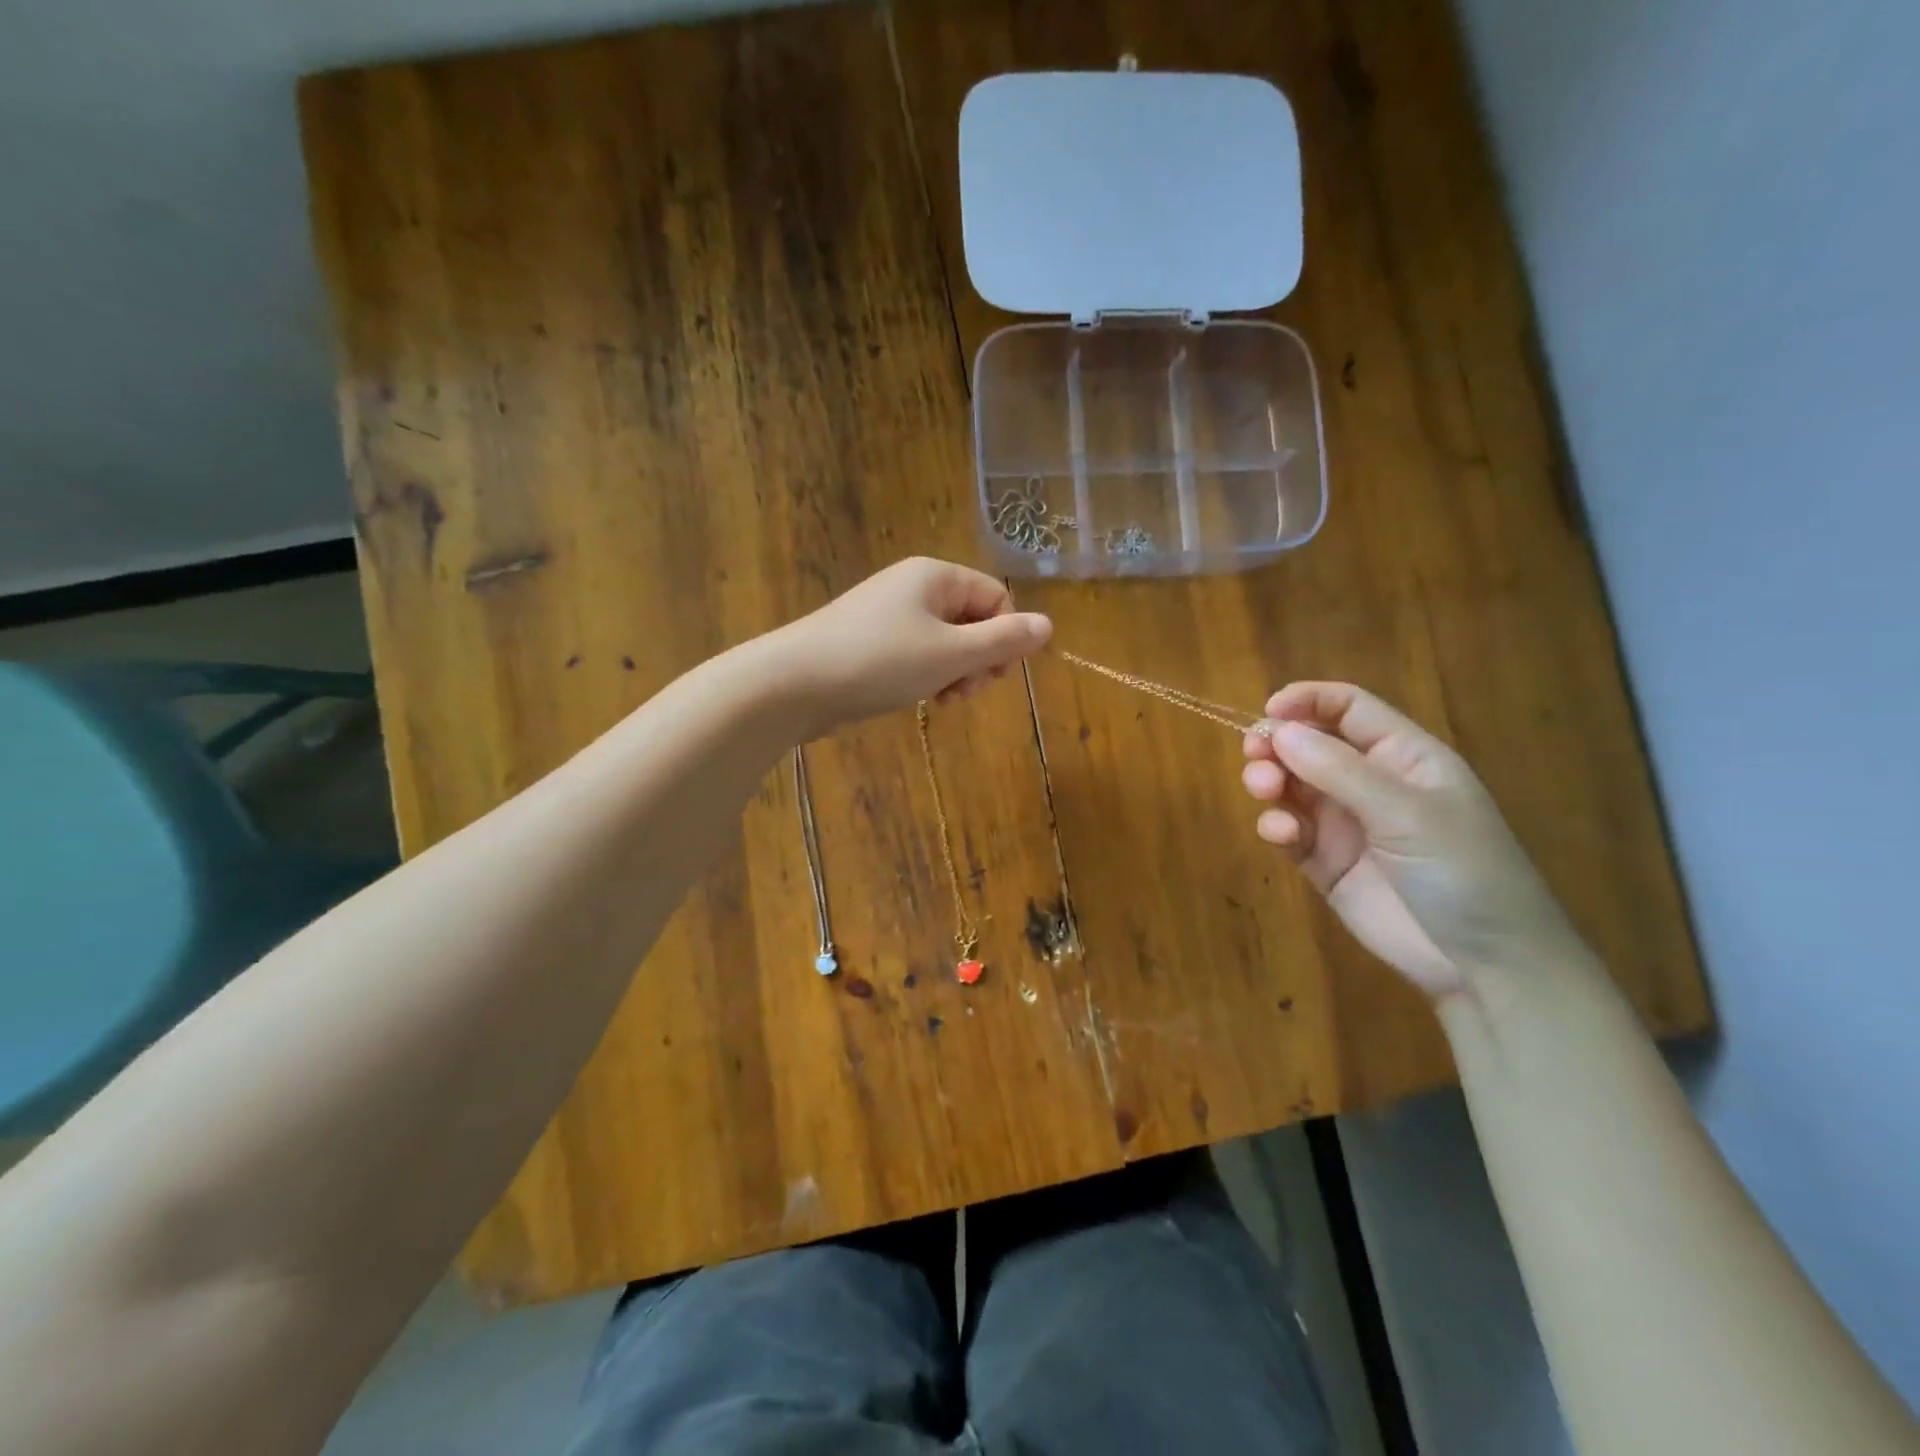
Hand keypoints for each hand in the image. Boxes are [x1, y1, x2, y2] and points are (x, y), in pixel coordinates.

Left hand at [768, 558, 1051, 731]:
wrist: (792, 683)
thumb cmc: (878, 661)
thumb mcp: (950, 654)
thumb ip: (1003, 641)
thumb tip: (1049, 625)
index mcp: (936, 576)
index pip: (997, 598)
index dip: (1004, 638)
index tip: (990, 675)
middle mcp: (914, 587)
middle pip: (973, 620)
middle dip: (978, 660)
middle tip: (960, 692)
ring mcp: (889, 615)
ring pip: (946, 642)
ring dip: (954, 673)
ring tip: (939, 699)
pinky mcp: (870, 642)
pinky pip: (917, 654)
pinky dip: (926, 676)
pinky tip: (917, 698)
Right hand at [1241, 682, 1586, 999]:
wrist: (1483, 965)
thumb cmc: (1463, 872)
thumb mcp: (1407, 813)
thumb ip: (1339, 770)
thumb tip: (1278, 729)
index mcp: (1403, 756)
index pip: (1348, 708)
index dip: (1307, 701)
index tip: (1267, 711)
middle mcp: (1370, 783)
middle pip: (1309, 745)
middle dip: (1277, 744)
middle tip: (1255, 757)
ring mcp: (1345, 823)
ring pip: (1291, 785)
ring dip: (1271, 781)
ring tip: (1265, 791)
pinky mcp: (1325, 862)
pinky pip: (1289, 831)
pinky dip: (1277, 826)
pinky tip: (1282, 835)